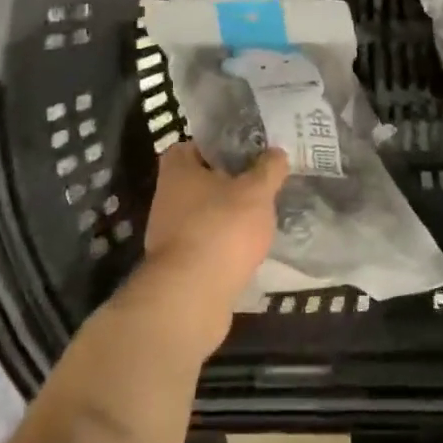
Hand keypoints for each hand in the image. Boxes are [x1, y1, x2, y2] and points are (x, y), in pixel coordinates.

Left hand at [131, 141, 285, 351]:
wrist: (192, 297)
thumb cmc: (222, 228)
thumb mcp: (256, 191)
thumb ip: (269, 169)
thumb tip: (276, 152)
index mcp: (177, 171)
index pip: (192, 146)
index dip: (217, 146)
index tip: (245, 152)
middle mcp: (166, 198)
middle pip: (199, 181)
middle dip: (227, 183)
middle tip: (259, 183)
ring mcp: (168, 234)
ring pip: (203, 214)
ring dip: (226, 215)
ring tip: (260, 216)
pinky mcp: (178, 266)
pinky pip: (205, 244)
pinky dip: (223, 244)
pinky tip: (247, 248)